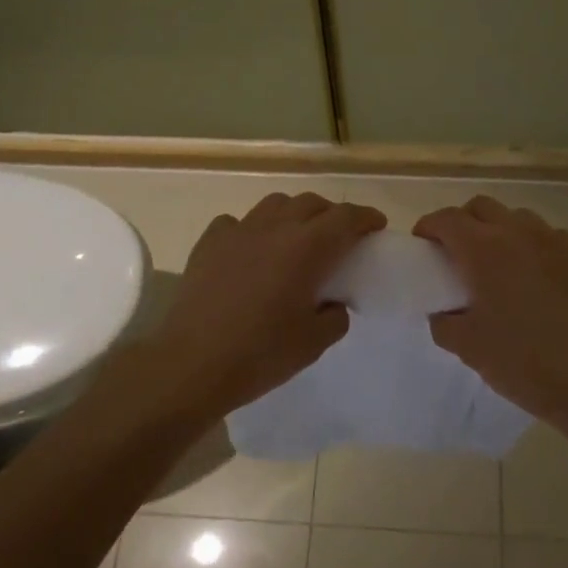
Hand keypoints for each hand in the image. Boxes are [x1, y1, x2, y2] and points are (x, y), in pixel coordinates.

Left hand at [153, 192, 385, 415]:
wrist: (192, 364)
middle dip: (332, 214)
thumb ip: (335, 316)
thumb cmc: (261, 354)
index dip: (365, 217)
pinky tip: (252, 251)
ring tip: (296, 238)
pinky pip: (237, 222)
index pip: (346, 217)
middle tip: (340, 237)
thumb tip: (333, 303)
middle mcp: (275, 228)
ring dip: (294, 214)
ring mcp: (238, 231)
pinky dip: (253, 230)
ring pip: (275, 204)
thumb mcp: (314, 343)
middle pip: (311, 203)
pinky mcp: (209, 242)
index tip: (376, 226)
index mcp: (307, 248)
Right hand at [414, 196, 567, 428]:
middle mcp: (518, 233)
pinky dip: (530, 246)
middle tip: (456, 253)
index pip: (447, 219)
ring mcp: (555, 241)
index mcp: (484, 250)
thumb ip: (444, 322)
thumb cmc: (524, 362)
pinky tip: (533, 279)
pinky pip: (547, 237)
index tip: (423, 245)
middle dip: (462, 222)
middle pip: (481, 207)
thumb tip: (443, 311)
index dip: (429, 227)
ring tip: (496, 265)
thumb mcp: (468, 348)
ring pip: (516, 218)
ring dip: (498, 230)